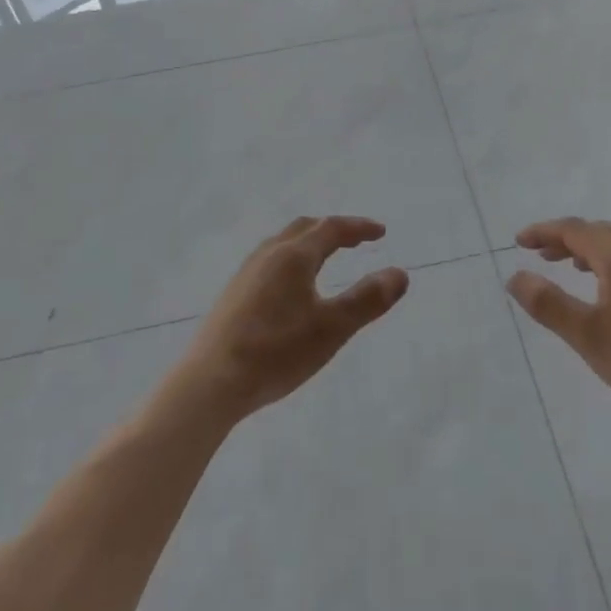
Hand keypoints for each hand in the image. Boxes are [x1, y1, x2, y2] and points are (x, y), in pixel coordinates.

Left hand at [174, 216, 408, 421]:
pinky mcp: (233, 293)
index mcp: (294, 255)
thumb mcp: (332, 329)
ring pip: (284, 242)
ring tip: (326, 258)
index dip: (359, 228)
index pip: (332, 228)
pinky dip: (292, 258)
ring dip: (310, 242)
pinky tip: (290, 287)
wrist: (210, 382)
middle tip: (356, 240)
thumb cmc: (276, 352)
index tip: (381, 232)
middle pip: (305, 228)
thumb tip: (400, 273)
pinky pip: (270, 260)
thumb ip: (367, 300)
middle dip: (334, 230)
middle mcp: (269, 254)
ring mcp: (247, 272)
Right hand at [506, 218, 610, 425]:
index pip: (574, 230)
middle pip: (599, 232)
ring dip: (592, 250)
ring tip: (574, 269)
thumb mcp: (587, 337)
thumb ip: (548, 303)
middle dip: (567, 239)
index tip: (520, 242)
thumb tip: (516, 276)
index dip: (544, 232)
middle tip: (542, 255)